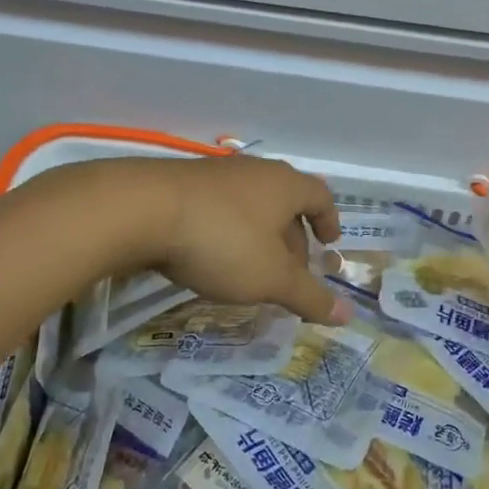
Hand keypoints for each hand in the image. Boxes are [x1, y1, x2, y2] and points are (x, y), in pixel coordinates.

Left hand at [112, 155, 348, 325]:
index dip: (329, 220)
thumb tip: (348, 316)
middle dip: (292, 238)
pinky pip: (218, 208)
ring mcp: (215, 174)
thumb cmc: (222, 241)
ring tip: (250, 269)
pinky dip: (227, 231)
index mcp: (285, 185)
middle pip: (285, 202)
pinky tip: (211, 257)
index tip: (329, 244)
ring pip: (250, 205)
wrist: (140, 209)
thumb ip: (309, 296)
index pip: (320, 196)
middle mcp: (255, 172)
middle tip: (289, 272)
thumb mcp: (270, 278)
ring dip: (258, 236)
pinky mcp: (181, 184)